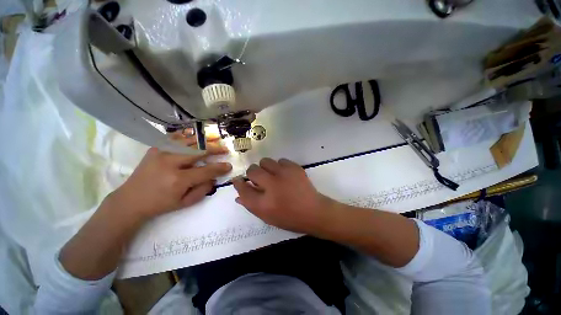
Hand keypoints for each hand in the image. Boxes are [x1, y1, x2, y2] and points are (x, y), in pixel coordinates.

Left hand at [109, 147, 231, 219]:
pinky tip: (195, 137)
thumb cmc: (160, 204)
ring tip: (215, 139)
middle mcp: (170, 163)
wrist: (130, 200)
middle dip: (215, 149)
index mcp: (178, 180)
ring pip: (188, 141)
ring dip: (204, 140)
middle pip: (199, 151)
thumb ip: (203, 189)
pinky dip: (188, 137)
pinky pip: (175, 139)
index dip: (220, 167)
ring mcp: (161, 153)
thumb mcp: (185, 203)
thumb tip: (214, 177)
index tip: (229, 165)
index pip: (206, 170)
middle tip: (225, 148)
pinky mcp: (155, 149)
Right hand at [232, 158, 334, 233]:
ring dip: (265, 168)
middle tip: (259, 178)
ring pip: (265, 161)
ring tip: (272, 175)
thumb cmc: (289, 217)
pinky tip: (284, 174)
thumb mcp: (267, 217)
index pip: (243, 189)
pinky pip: (280, 160)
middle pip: (252, 170)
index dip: (238, 183)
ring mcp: (284, 174)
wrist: (314, 211)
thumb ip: (251, 205)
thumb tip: (238, 194)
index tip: (238, 180)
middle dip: (252, 173)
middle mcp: (272, 186)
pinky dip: (279, 166)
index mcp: (264, 203)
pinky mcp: (294, 168)